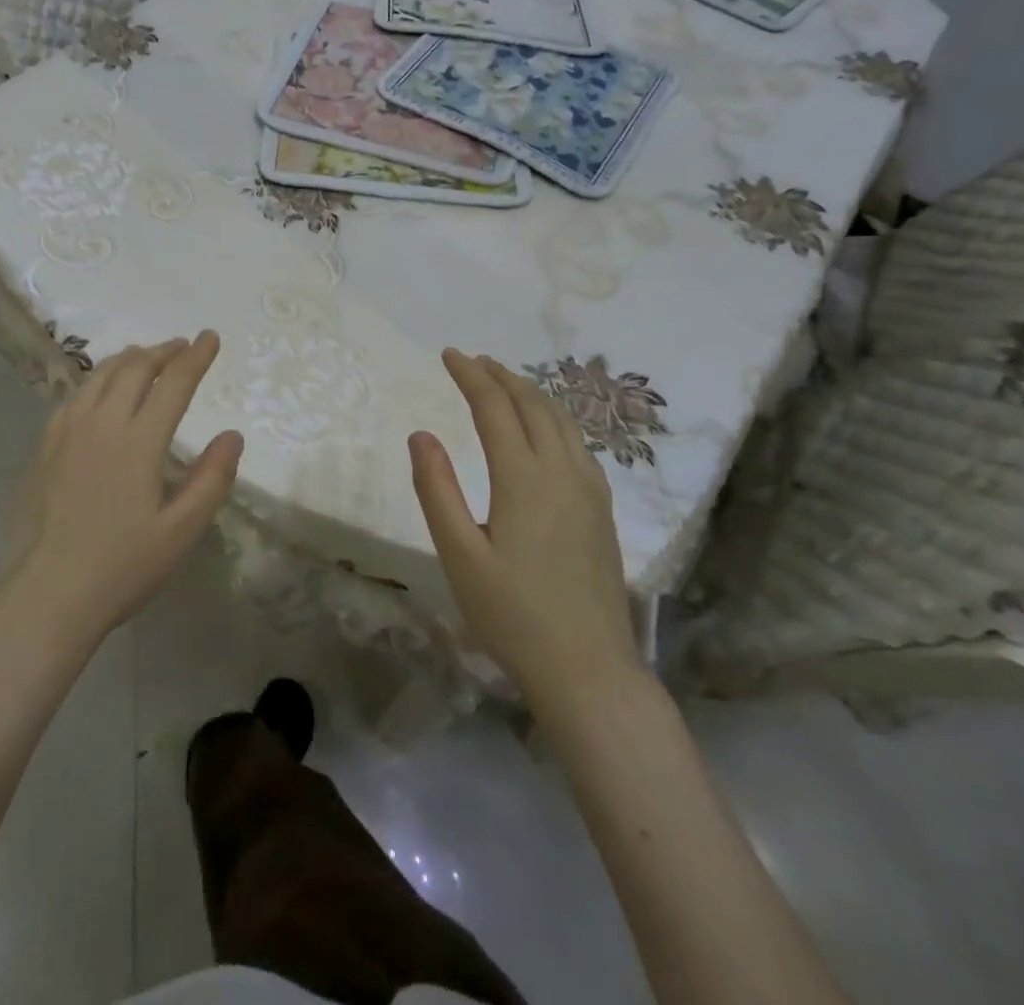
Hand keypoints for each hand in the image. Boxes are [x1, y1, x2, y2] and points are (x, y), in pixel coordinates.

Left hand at [3, 332, 243, 646]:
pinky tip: (102, 389)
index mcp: (138, 442)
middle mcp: (101, 424)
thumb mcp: (181, 531)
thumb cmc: (122, 567)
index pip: (173, 383)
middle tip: (182, 346)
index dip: (195, 357)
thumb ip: (211, 479)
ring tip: (147, 356)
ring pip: (100, 375)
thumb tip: (232, 435)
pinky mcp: (45, 445)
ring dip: (130, 358)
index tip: (210, 337)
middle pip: (135, 368)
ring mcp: (67, 431)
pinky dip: (98, 379)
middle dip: (163, 351)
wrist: (48, 594)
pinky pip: (76, 395)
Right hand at [408, 349, 638, 705]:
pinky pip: (578, 443)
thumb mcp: (459, 555)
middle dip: (501, 376)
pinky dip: (554, 418)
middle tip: (473, 361)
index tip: (449, 354)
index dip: (471, 376)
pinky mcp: (602, 510)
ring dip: (531, 393)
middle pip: (534, 404)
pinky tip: (544, 430)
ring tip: (505, 382)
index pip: (495, 407)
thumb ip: (437, 490)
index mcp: (524, 478)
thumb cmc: (512, 614)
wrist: (588, 669)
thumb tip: (421, 434)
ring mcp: (590, 491)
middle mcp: (563, 472)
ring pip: (562, 421)